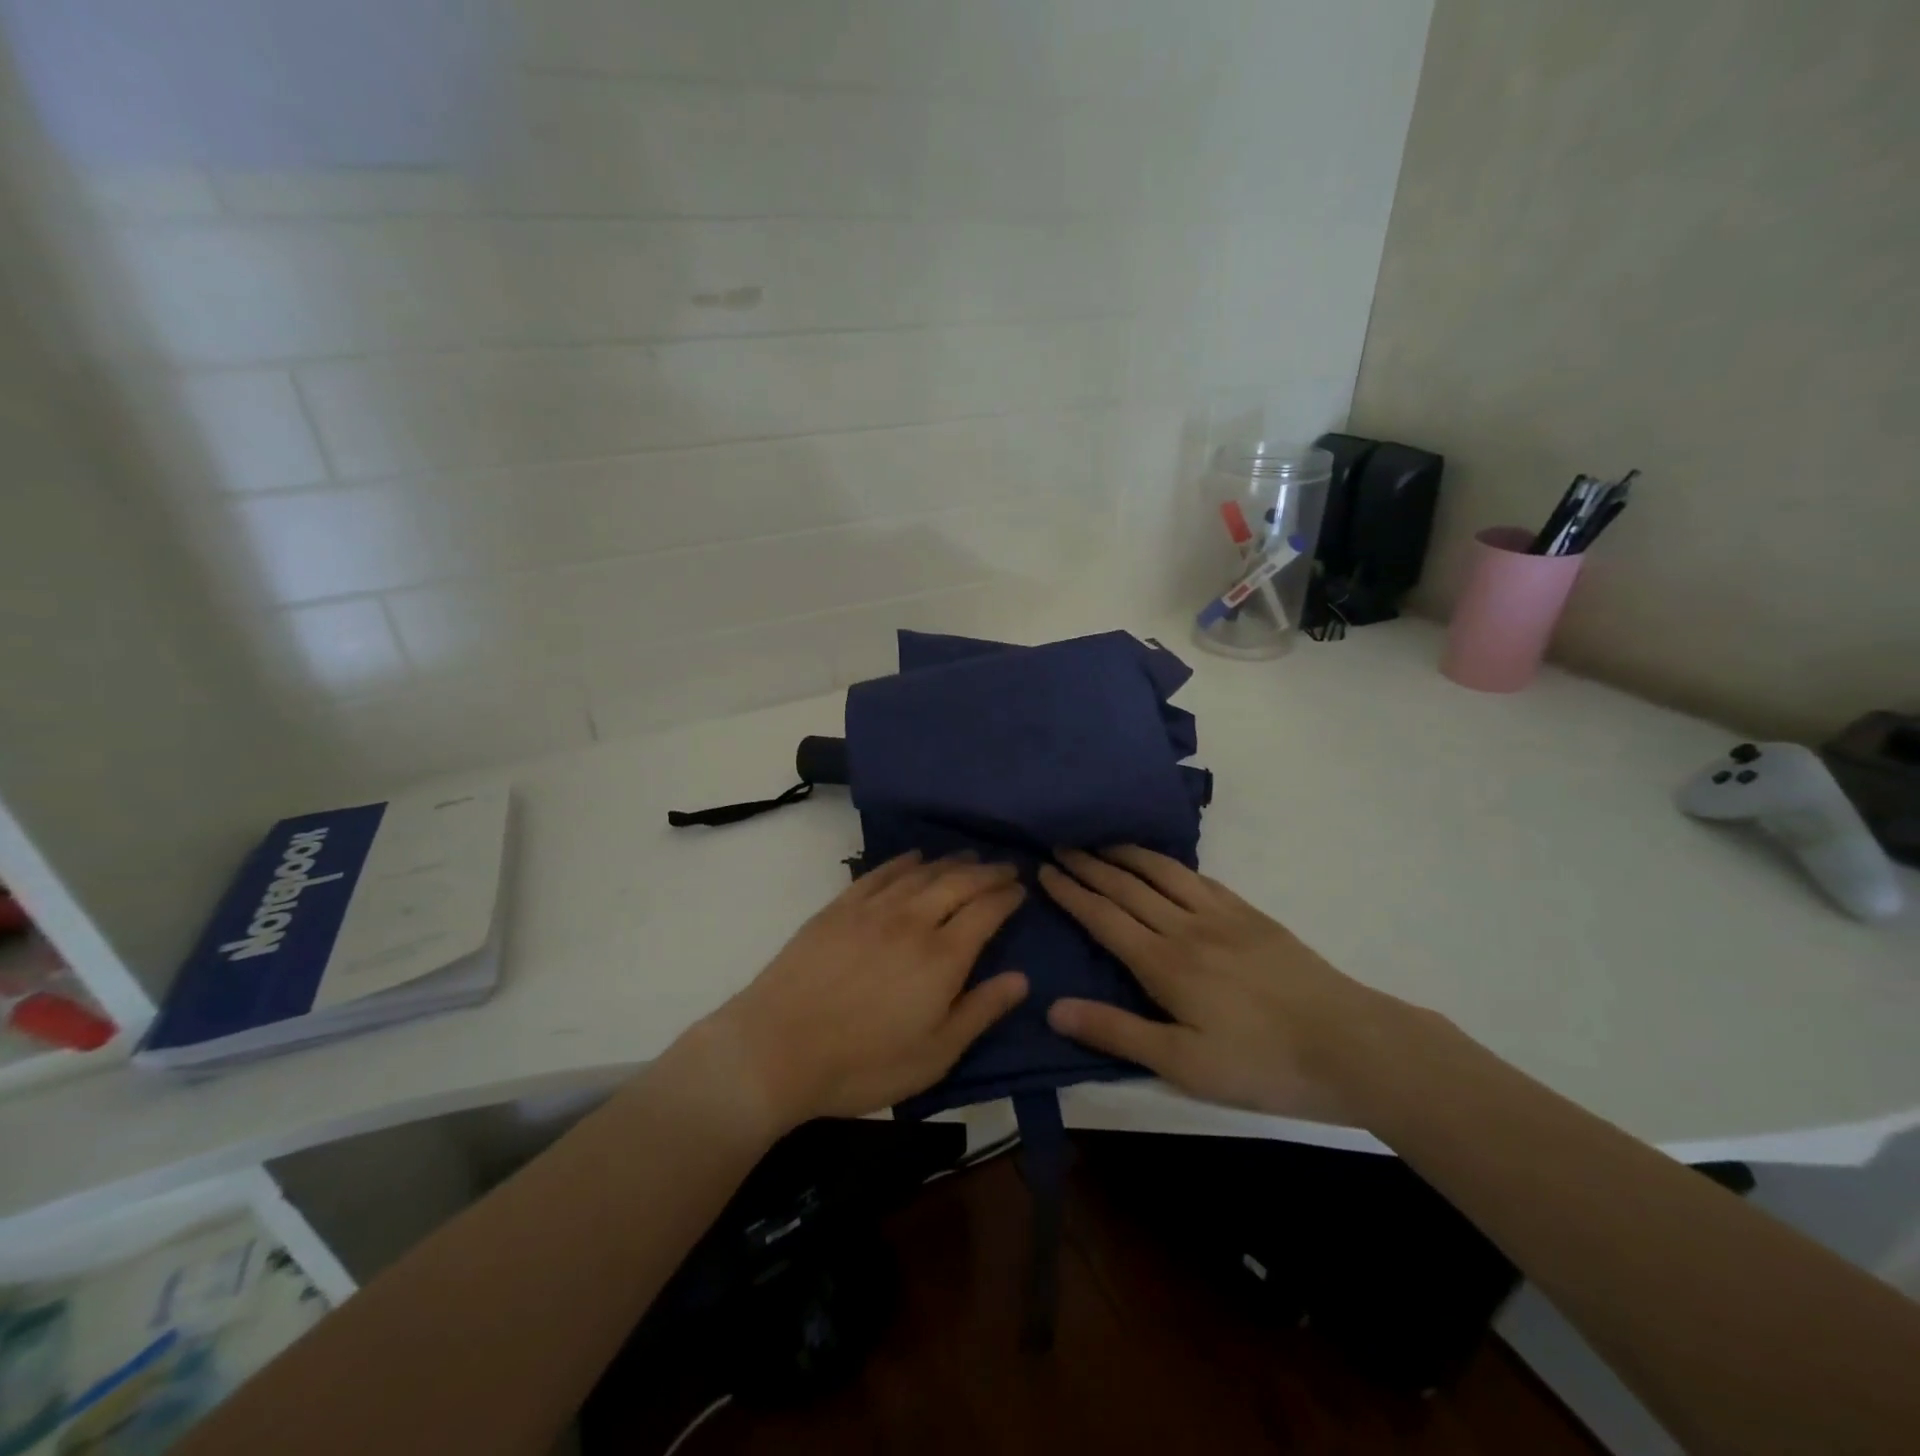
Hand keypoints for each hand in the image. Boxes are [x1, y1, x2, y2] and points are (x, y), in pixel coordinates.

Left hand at [703, 852, 1028, 1129]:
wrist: (776, 1048)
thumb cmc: (862, 1063)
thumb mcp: (934, 1055)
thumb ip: (980, 1012)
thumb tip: (1022, 979)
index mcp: (942, 957)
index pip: (986, 911)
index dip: (1007, 896)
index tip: (1021, 888)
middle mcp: (912, 921)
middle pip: (958, 883)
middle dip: (987, 872)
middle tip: (1005, 866)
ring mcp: (872, 909)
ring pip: (921, 872)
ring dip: (950, 862)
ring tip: (969, 857)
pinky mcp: (839, 908)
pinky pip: (880, 873)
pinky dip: (902, 862)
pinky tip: (913, 858)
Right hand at [1039, 847, 1415, 1125]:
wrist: (1351, 1044)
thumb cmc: (1260, 1062)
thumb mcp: (1182, 1063)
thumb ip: (1116, 1032)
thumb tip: (1053, 1007)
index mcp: (1163, 962)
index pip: (1104, 917)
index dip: (1071, 892)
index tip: (1045, 869)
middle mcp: (1186, 927)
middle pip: (1127, 887)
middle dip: (1090, 865)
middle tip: (1062, 844)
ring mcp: (1222, 916)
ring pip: (1163, 873)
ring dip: (1127, 854)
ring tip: (1103, 841)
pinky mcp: (1251, 916)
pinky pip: (1200, 878)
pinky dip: (1171, 863)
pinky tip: (1165, 863)